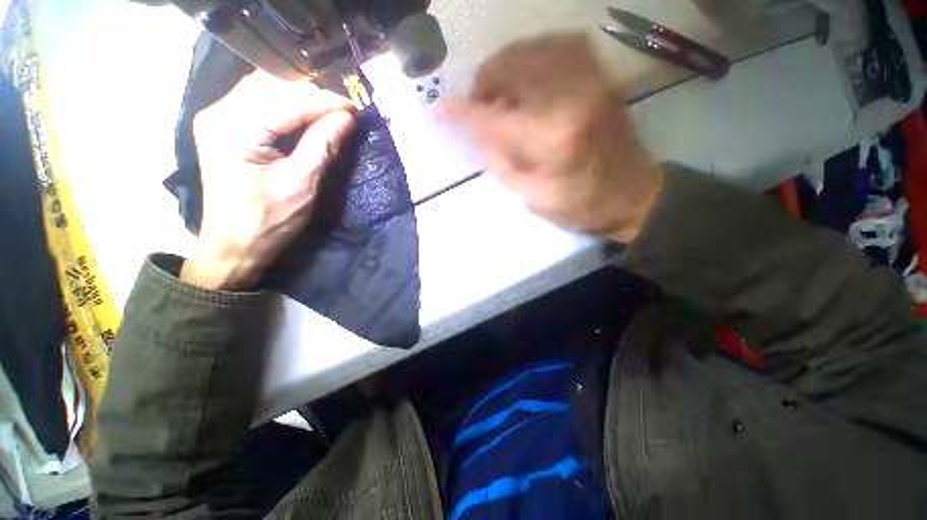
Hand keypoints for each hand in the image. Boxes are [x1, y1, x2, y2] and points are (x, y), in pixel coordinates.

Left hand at [181, 71, 354, 290]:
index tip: (355, 108)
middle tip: (344, 110)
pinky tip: (307, 116)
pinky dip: (287, 107)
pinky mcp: (225, 128)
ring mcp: (219, 119)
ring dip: (300, 98)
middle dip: (312, 94)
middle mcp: (219, 114)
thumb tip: (347, 118)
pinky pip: (258, 103)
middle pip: (271, 85)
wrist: (234, 246)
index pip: (287, 100)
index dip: (324, 101)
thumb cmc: (268, 222)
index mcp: (234, 128)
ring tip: (330, 111)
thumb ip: (322, 146)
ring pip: (264, 90)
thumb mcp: (301, 185)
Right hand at [449, 34, 661, 241]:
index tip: (439, 110)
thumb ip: (500, 165)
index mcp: (551, 138)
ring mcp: (590, 79)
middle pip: (510, 68)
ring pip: (531, 50)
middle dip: (484, 86)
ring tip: (501, 94)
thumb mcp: (532, 198)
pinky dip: (535, 56)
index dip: (462, 112)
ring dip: (506, 69)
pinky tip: (529, 77)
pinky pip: (560, 45)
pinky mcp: (601, 75)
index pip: (492, 116)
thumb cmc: (580, 205)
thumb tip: (479, 137)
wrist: (633, 194)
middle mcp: (570, 97)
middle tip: (480, 108)